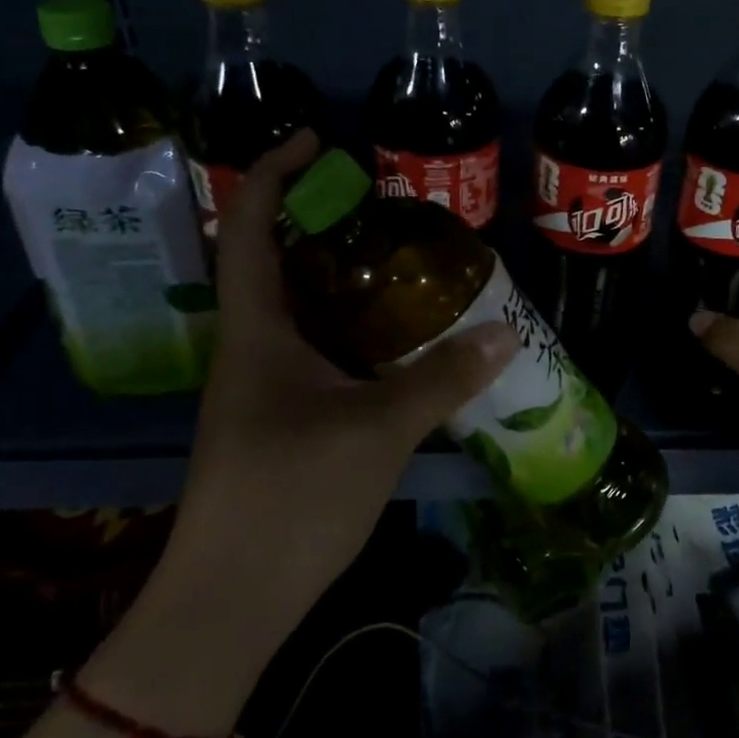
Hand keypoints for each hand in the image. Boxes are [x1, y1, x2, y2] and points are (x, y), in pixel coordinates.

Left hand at [167, 131, 516, 627]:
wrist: (233, 597)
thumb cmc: (290, 496)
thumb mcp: (377, 429)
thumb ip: (441, 377)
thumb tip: (505, 332)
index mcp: (256, 330)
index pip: (250, 226)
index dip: (273, 172)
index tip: (318, 141)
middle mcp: (252, 347)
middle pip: (276, 261)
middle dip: (320, 222)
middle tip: (385, 207)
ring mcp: (263, 386)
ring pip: (300, 309)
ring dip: (340, 278)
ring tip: (401, 262)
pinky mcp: (281, 418)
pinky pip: (317, 350)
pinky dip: (353, 330)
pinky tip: (396, 340)